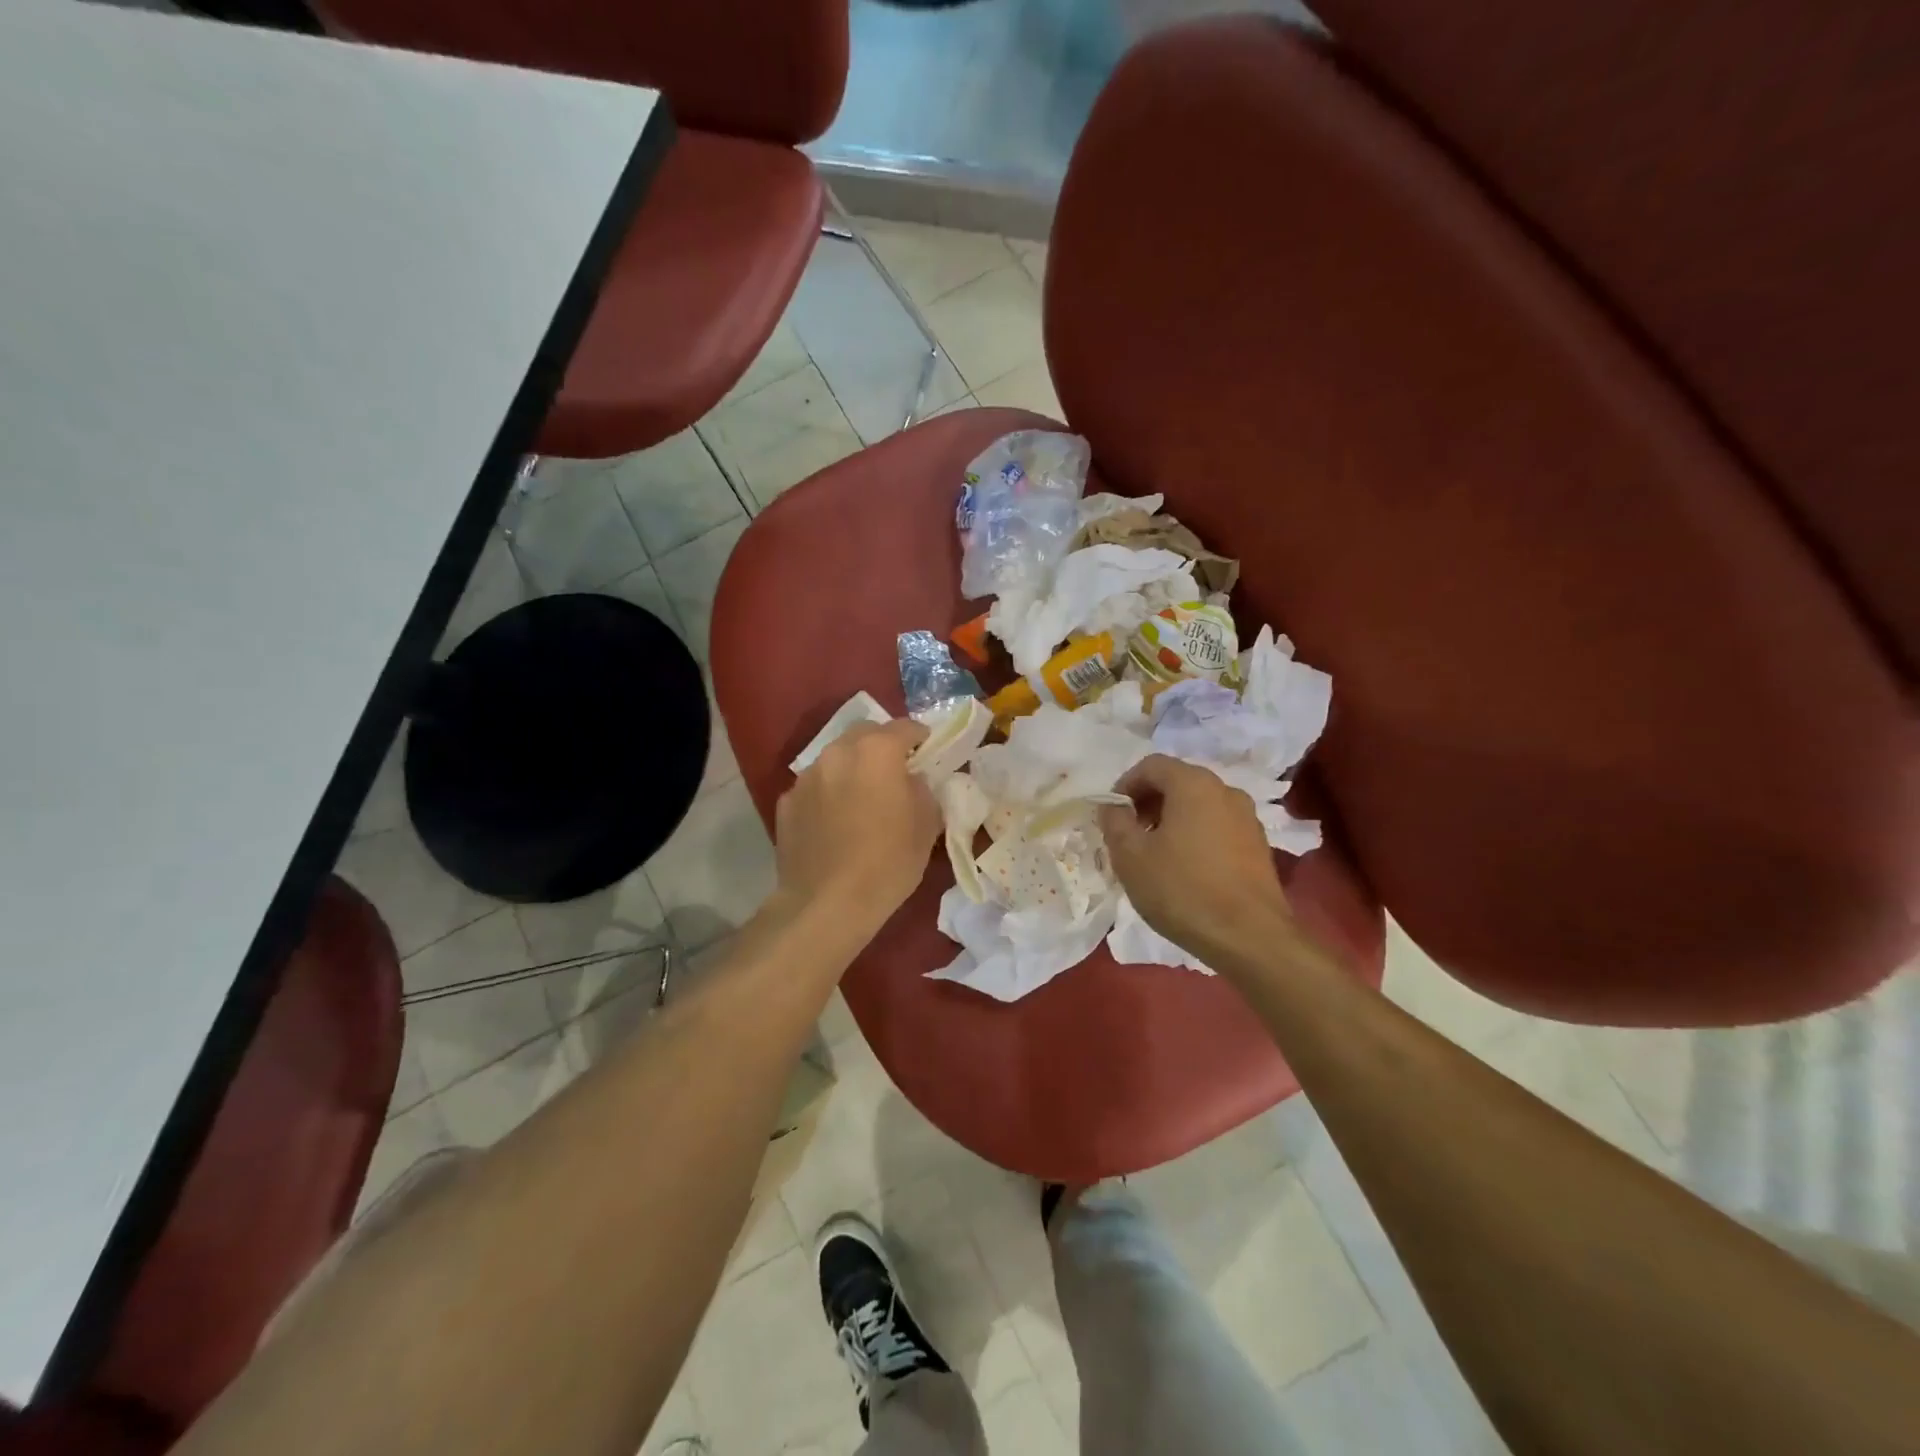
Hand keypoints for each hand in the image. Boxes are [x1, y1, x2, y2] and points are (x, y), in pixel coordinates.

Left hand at [773, 719, 940, 932]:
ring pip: (836, 759)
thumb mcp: (926, 825)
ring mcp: (806, 777)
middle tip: (895, 772)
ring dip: (852, 768)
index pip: (905, 728)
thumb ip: (923, 790)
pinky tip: (835, 822)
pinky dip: (828, 794)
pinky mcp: (786, 802)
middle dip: (882, 746)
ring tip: (862, 798)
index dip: (920, 737)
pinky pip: (815, 787)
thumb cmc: (888, 863)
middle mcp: (837, 753)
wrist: (826, 904)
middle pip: (864, 735)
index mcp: (877, 752)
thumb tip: (913, 780)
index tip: (928, 750)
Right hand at [1097, 754, 1293, 965]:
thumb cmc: (1182, 890)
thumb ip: (1114, 822)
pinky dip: (1195, 836)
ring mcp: (1247, 818)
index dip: (1125, 785)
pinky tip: (1185, 870)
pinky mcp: (1258, 845)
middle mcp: (1225, 790)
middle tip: (1129, 835)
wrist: (1249, 938)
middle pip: (1177, 782)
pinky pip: (1217, 827)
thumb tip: (1113, 806)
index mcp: (1193, 784)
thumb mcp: (1130, 856)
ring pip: (1198, 806)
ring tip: (1154, 855)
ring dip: (1171, 820)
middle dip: (1147, 803)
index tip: (1112, 816)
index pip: (1151, 765)